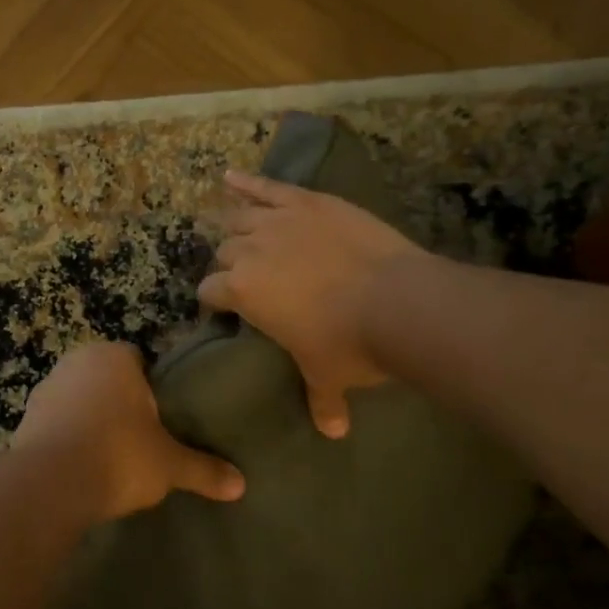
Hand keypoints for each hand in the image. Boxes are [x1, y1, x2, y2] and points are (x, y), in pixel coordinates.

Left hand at [13, 342, 244, 521]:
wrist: (50, 484)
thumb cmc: (118, 456)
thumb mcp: (168, 465)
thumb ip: (203, 469)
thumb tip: (241, 484)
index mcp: (114, 357)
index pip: (138, 360)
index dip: (151, 388)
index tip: (160, 417)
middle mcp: (77, 362)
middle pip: (106, 378)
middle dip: (119, 402)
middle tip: (139, 437)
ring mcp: (46, 387)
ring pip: (78, 398)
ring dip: (89, 418)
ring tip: (108, 455)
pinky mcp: (24, 417)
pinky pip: (55, 422)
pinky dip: (66, 437)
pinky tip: (79, 465)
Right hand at [201, 170, 426, 437]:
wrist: (397, 301)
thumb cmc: (350, 343)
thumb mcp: (328, 374)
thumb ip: (322, 399)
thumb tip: (334, 433)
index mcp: (242, 291)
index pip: (210, 290)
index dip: (214, 299)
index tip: (221, 305)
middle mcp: (250, 251)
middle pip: (225, 251)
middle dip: (229, 263)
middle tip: (242, 273)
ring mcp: (279, 221)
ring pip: (240, 217)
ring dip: (233, 224)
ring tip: (231, 226)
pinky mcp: (308, 202)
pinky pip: (268, 187)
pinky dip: (247, 181)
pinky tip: (230, 176)